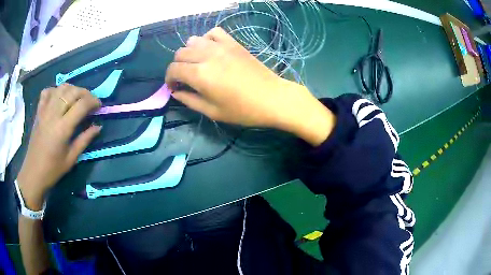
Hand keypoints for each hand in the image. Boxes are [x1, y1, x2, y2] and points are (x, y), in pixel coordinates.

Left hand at [17, 84, 101, 209]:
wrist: (33, 172)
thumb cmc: (53, 169)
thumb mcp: (71, 158)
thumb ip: (84, 140)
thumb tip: (98, 126)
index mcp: (63, 128)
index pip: (82, 104)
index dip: (93, 101)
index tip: (99, 106)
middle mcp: (54, 114)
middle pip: (72, 92)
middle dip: (85, 93)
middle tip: (90, 102)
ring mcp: (45, 110)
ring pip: (61, 88)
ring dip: (72, 89)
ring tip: (77, 98)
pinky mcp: (39, 111)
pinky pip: (47, 92)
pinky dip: (55, 90)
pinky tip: (59, 97)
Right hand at [165, 27, 335, 145]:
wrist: (272, 98)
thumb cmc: (242, 110)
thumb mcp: (212, 112)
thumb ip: (189, 100)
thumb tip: (175, 92)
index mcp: (199, 75)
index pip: (173, 69)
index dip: (169, 79)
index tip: (174, 87)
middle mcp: (206, 55)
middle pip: (180, 53)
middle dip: (177, 66)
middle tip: (185, 78)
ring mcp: (221, 46)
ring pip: (193, 40)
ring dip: (189, 52)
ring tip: (196, 63)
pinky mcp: (233, 42)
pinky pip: (213, 32)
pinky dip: (207, 39)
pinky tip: (210, 49)